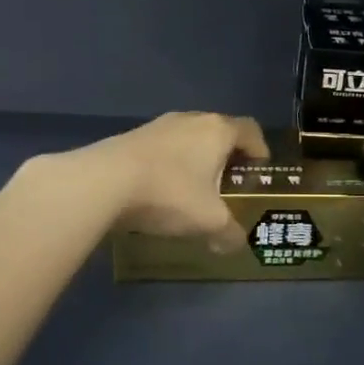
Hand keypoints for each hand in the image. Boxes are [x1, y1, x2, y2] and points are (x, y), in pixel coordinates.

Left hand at [80, 112, 268, 247]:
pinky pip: (163, 147)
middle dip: (228, 154)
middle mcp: (191, 120)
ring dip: (196, 158)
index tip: (261, 168)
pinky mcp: (132, 137)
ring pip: (189, 138)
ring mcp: (158, 125)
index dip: (260, 148)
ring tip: (195, 187)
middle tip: (230, 181)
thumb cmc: (169, 193)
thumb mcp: (209, 221)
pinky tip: (162, 189)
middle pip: (219, 130)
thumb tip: (235, 244)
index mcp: (218, 131)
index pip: (250, 129)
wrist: (103, 182)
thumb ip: (229, 233)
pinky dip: (171, 164)